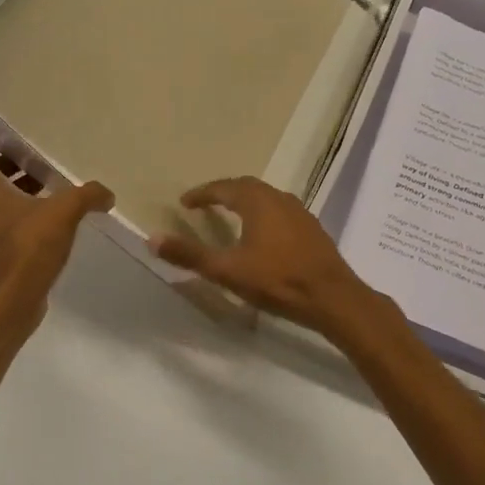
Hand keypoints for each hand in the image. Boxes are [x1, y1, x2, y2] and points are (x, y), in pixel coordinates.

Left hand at [0, 133, 112, 319]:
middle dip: (9, 159)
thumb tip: (107, 193)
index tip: (5, 129)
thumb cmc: (26, 248)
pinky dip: (28, 210)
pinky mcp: (1, 250)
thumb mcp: (63, 212)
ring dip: (20, 185)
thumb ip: (87, 195)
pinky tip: (58, 214)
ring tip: (53, 180)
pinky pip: (11, 219)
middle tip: (38, 152)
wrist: (10, 303)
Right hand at [151, 177, 381, 338]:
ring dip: (245, 201)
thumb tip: (151, 239)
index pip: (223, 188)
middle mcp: (278, 198)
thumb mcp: (227, 270)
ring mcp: (300, 212)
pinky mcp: (312, 229)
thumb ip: (189, 255)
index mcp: (256, 201)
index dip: (202, 194)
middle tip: (205, 203)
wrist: (333, 298)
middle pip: (246, 187)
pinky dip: (264, 214)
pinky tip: (263, 233)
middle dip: (223, 192)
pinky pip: (280, 211)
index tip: (185, 202)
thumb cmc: (277, 280)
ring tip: (231, 214)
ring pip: (266, 197)